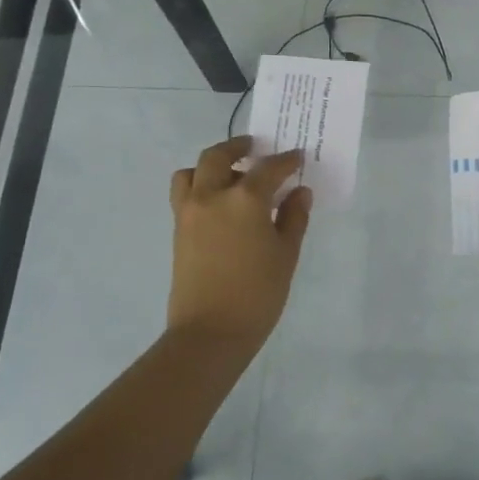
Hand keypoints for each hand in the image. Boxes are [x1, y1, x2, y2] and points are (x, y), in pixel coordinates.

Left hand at [167, 136, 312, 349]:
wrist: (210, 332)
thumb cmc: (258, 293)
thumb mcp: (286, 254)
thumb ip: (293, 218)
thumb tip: (300, 193)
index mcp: (245, 199)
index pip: (269, 168)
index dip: (286, 161)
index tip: (297, 158)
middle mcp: (212, 196)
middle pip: (218, 156)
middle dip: (238, 147)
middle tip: (254, 148)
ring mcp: (189, 212)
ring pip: (192, 172)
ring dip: (211, 166)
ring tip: (230, 176)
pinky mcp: (178, 230)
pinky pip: (185, 193)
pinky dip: (200, 186)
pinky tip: (220, 204)